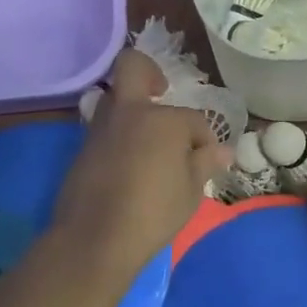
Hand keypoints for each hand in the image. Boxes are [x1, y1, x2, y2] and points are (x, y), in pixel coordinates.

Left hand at [51, 48, 230, 275]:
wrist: (95, 239)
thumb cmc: (153, 213)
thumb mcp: (190, 192)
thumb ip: (205, 163)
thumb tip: (223, 150)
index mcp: (164, 120)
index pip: (193, 120)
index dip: (204, 139)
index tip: (206, 160)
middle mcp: (130, 112)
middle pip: (133, 67)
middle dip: (150, 73)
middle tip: (160, 91)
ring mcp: (101, 127)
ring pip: (115, 97)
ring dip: (132, 107)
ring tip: (149, 139)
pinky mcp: (83, 148)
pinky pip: (105, 126)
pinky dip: (119, 133)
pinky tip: (130, 161)